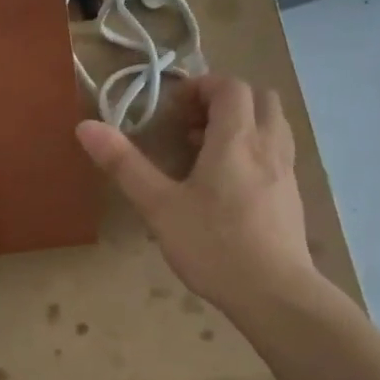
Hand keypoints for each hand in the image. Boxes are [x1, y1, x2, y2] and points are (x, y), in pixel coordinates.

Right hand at [75, 74, 314, 316]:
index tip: (175, 108)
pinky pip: (278, 152)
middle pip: (259, 97)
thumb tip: (86, 126)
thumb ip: (124, 164)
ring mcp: (287, 170)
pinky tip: (232, 183)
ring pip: (274, 123)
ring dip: (244, 122)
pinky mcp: (293, 195)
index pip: (229, 86)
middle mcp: (268, 145)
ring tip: (211, 151)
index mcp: (236, 139)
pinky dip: (256, 148)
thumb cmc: (213, 246)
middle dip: (225, 100)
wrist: (274, 293)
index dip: (201, 86)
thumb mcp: (159, 206)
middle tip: (193, 125)